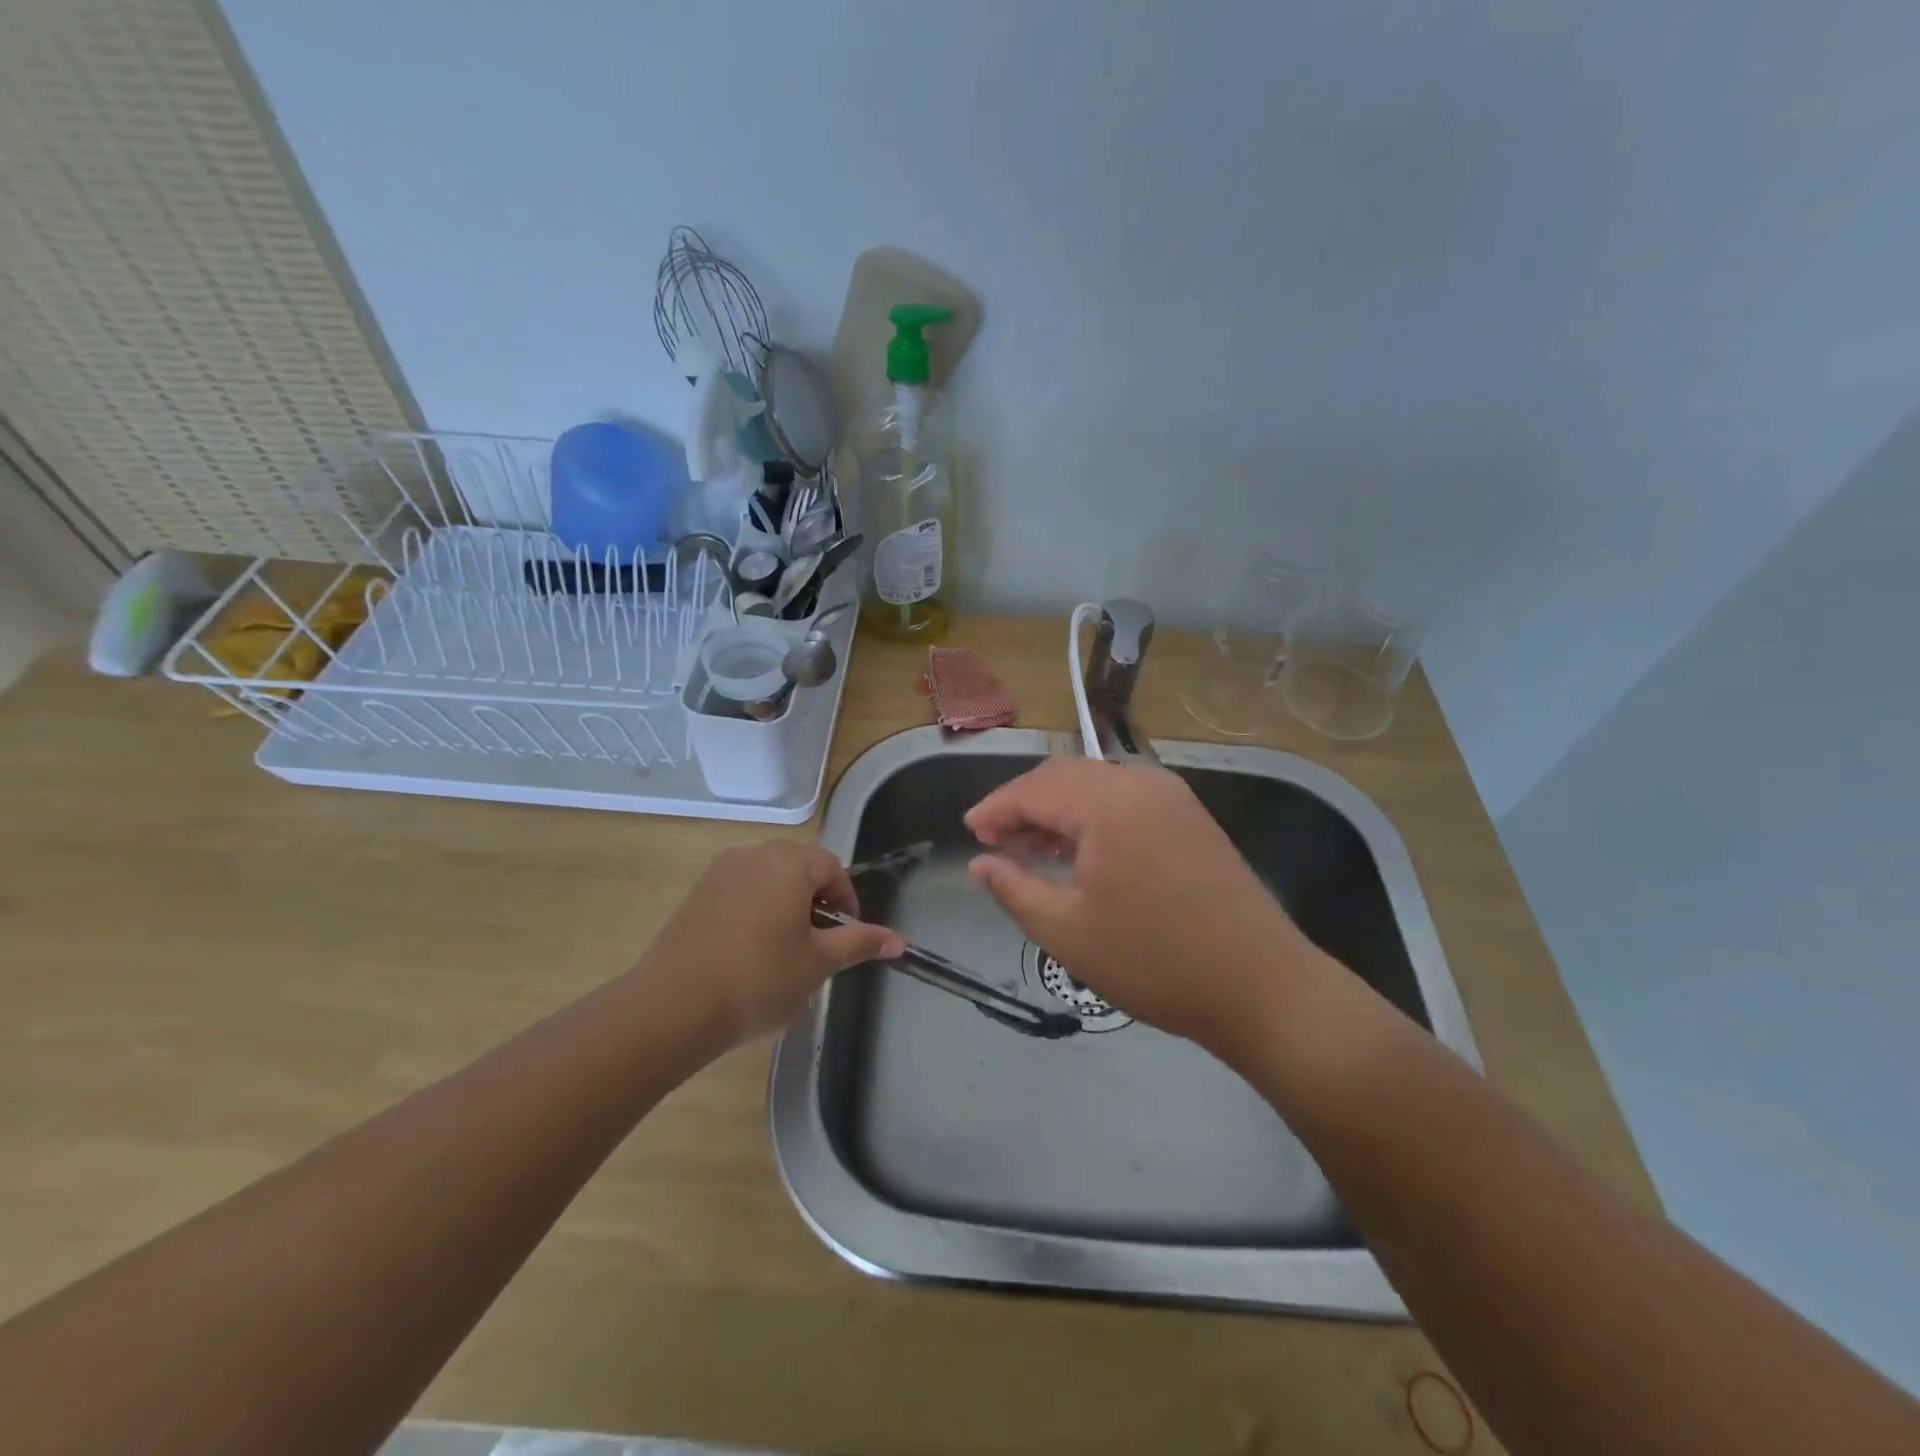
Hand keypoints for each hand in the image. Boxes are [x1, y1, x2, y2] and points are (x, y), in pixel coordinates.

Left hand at [641, 841, 904, 1047]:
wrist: (672, 1007)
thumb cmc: (758, 980)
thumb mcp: (817, 964)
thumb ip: (859, 943)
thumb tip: (899, 940)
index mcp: (790, 865)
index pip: (832, 867)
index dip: (846, 899)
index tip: (847, 935)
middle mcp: (755, 855)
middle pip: (799, 865)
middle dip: (815, 897)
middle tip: (818, 940)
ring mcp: (720, 871)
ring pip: (767, 876)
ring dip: (784, 901)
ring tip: (784, 947)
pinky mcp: (696, 892)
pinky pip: (739, 888)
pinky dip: (754, 907)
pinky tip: (748, 949)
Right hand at [965, 759, 1332, 1055]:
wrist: (1261, 987)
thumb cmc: (1154, 961)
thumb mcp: (1068, 932)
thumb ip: (1014, 889)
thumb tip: (980, 864)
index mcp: (1108, 802)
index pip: (1034, 789)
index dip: (995, 808)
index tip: (969, 833)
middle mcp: (1141, 783)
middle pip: (1065, 778)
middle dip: (1024, 805)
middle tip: (994, 842)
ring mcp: (1172, 797)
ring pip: (1097, 786)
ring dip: (1058, 810)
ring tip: (1029, 849)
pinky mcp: (1190, 818)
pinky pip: (1125, 801)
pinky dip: (1092, 818)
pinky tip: (1079, 853)